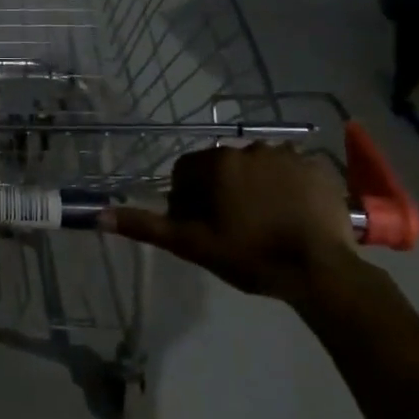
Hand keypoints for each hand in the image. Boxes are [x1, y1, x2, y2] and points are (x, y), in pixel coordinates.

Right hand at [104, 143, 356, 294]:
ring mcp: (288, 155)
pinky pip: (292, 171)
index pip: (186, 171)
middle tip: (232, 227)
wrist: (319, 270)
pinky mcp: (318, 167)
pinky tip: (292, 215)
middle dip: (222, 190)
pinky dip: (288, 187)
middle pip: (223, 167)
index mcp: (217, 163)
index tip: (199, 224)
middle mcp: (249, 148)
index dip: (187, 197)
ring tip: (266, 222)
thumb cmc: (249, 255)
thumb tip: (99, 215)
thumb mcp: (191, 244)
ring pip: (258, 167)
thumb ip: (146, 226)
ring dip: (255, 186)